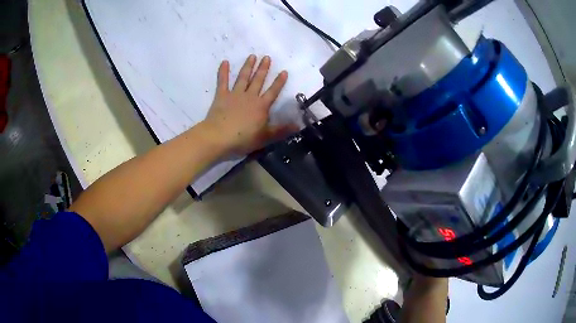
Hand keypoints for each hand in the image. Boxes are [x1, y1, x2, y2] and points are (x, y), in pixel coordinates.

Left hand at [203, 55, 296, 154]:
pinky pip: (222, 81)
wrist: (219, 137)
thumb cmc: (243, 139)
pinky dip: (223, 72)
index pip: (273, 92)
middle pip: (258, 80)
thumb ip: (282, 130)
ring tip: (252, 56)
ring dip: (248, 66)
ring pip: (243, 78)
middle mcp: (250, 96)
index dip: (279, 82)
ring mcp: (235, 95)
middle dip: (263, 69)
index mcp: (261, 106)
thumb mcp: (265, 137)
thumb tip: (299, 125)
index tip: (284, 71)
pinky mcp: (221, 96)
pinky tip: (225, 62)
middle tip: (267, 57)